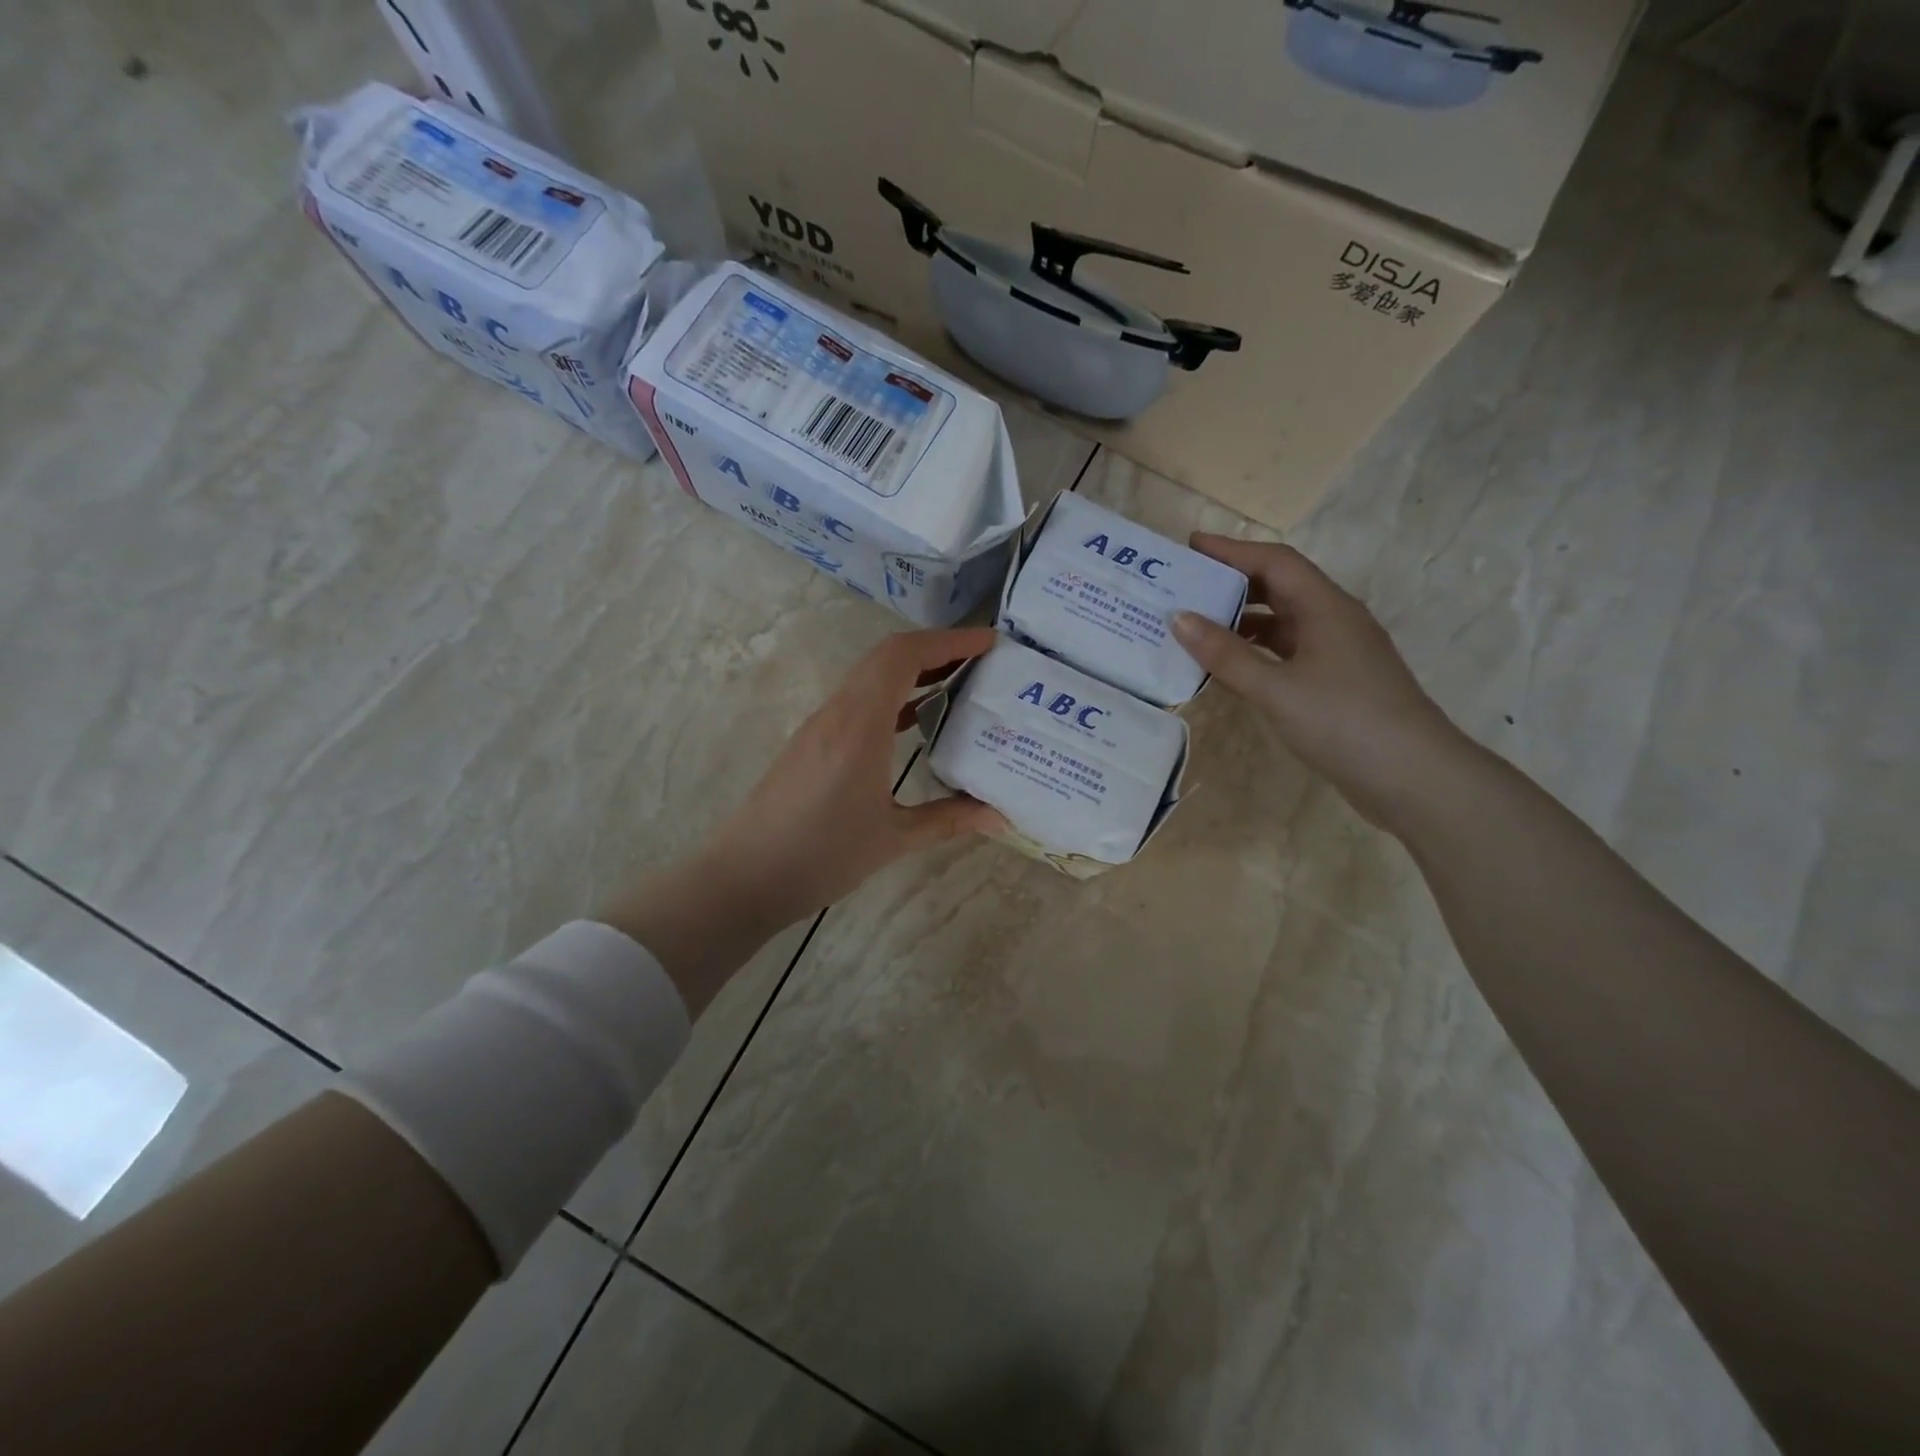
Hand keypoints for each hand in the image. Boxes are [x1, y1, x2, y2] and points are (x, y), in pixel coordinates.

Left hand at [703, 626, 1005, 920]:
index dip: (948, 640)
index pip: (903, 656)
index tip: (988, 642)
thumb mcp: (892, 840)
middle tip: (982, 662)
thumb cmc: (820, 856)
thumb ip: (948, 820)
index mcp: (860, 726)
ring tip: (958, 684)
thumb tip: (999, 817)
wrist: (744, 877)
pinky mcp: (812, 742)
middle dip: (937, 649)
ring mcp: (820, 726)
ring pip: (870, 677)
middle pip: (887, 657)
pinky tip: (916, 720)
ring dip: (913, 671)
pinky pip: (859, 701)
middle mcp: (838, 713)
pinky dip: (893, 696)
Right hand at [1171, 536, 1468, 831]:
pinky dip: (1255, 652)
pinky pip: (1287, 652)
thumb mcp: (1276, 688)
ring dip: (1242, 620)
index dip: (1231, 549)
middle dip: (1232, 582)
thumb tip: (1179, 618)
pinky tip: (1228, 667)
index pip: (1274, 561)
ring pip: (1282, 622)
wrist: (1412, 777)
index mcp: (1326, 607)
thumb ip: (1226, 655)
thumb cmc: (1343, 721)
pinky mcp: (1336, 682)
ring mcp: (1338, 652)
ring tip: (1195, 626)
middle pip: (1279, 586)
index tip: (1190, 546)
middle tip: (1185, 586)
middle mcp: (1334, 620)